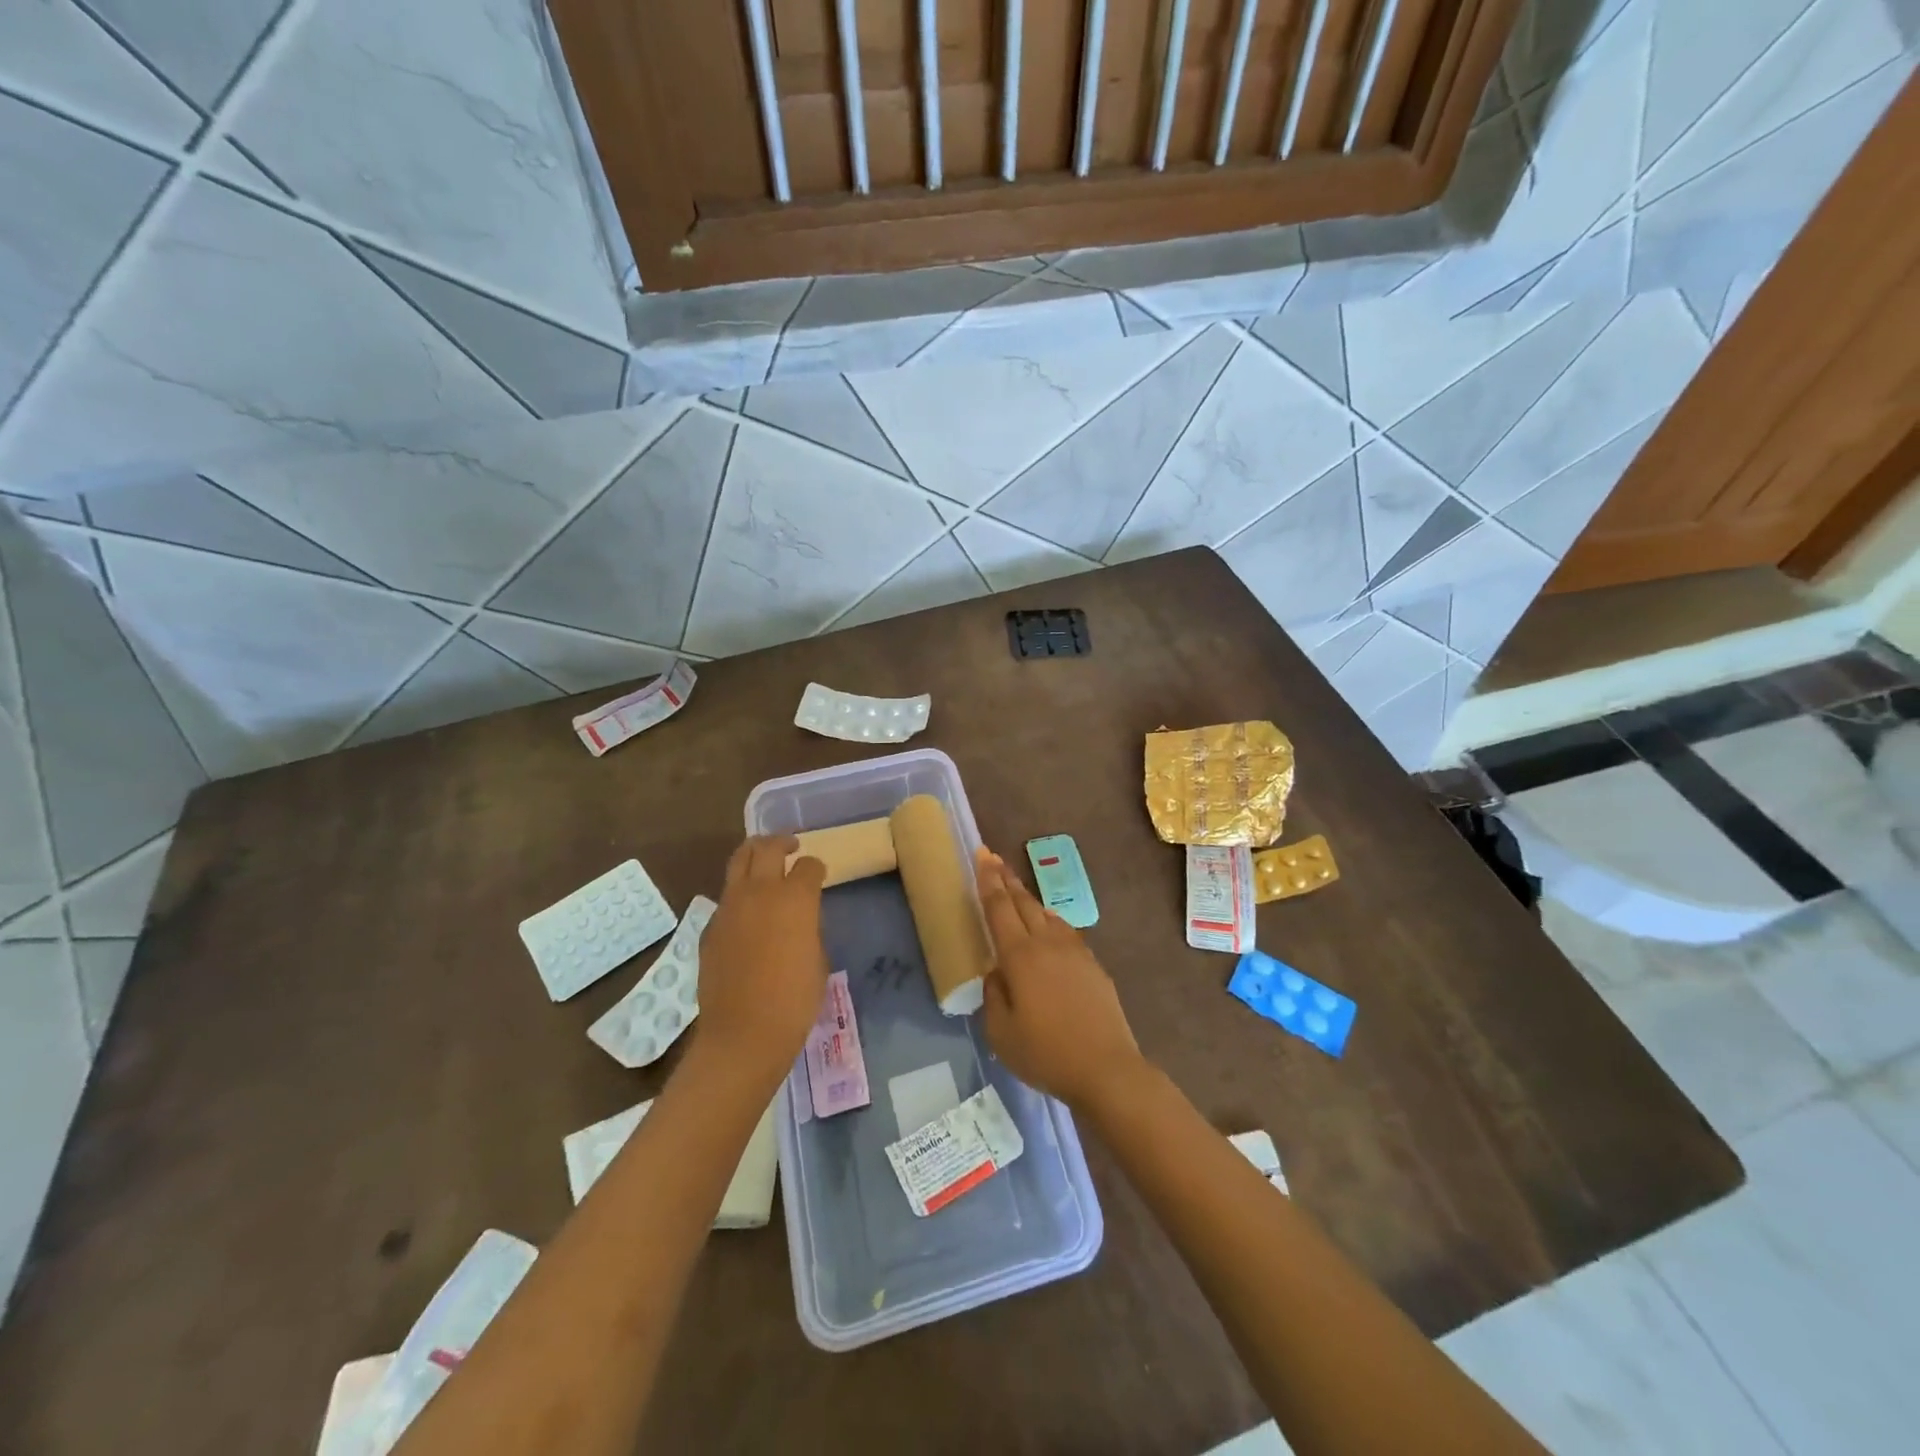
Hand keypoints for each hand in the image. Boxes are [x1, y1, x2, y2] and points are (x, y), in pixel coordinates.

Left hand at [697, 836, 828, 1073]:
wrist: (743, 1034)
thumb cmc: (794, 1001)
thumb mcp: (818, 959)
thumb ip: (809, 928)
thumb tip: (800, 919)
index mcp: (794, 898)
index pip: (808, 865)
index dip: (816, 868)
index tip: (819, 875)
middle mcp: (759, 892)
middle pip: (767, 847)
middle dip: (781, 842)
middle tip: (790, 847)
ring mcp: (729, 907)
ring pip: (738, 861)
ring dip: (754, 856)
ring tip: (764, 864)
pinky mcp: (710, 927)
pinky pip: (726, 897)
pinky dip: (739, 893)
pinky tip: (747, 913)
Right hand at [976, 849, 1143, 1107]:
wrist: (1106, 1068)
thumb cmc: (1046, 1053)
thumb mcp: (1001, 1032)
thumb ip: (994, 995)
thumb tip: (997, 972)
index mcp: (1019, 955)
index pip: (999, 907)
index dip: (988, 880)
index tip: (981, 855)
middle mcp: (1047, 943)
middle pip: (1023, 902)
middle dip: (1006, 879)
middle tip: (994, 858)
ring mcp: (1074, 951)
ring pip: (1047, 914)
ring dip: (1028, 898)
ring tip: (1017, 890)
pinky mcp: (1093, 965)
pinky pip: (1065, 931)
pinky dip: (1050, 921)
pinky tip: (1050, 928)